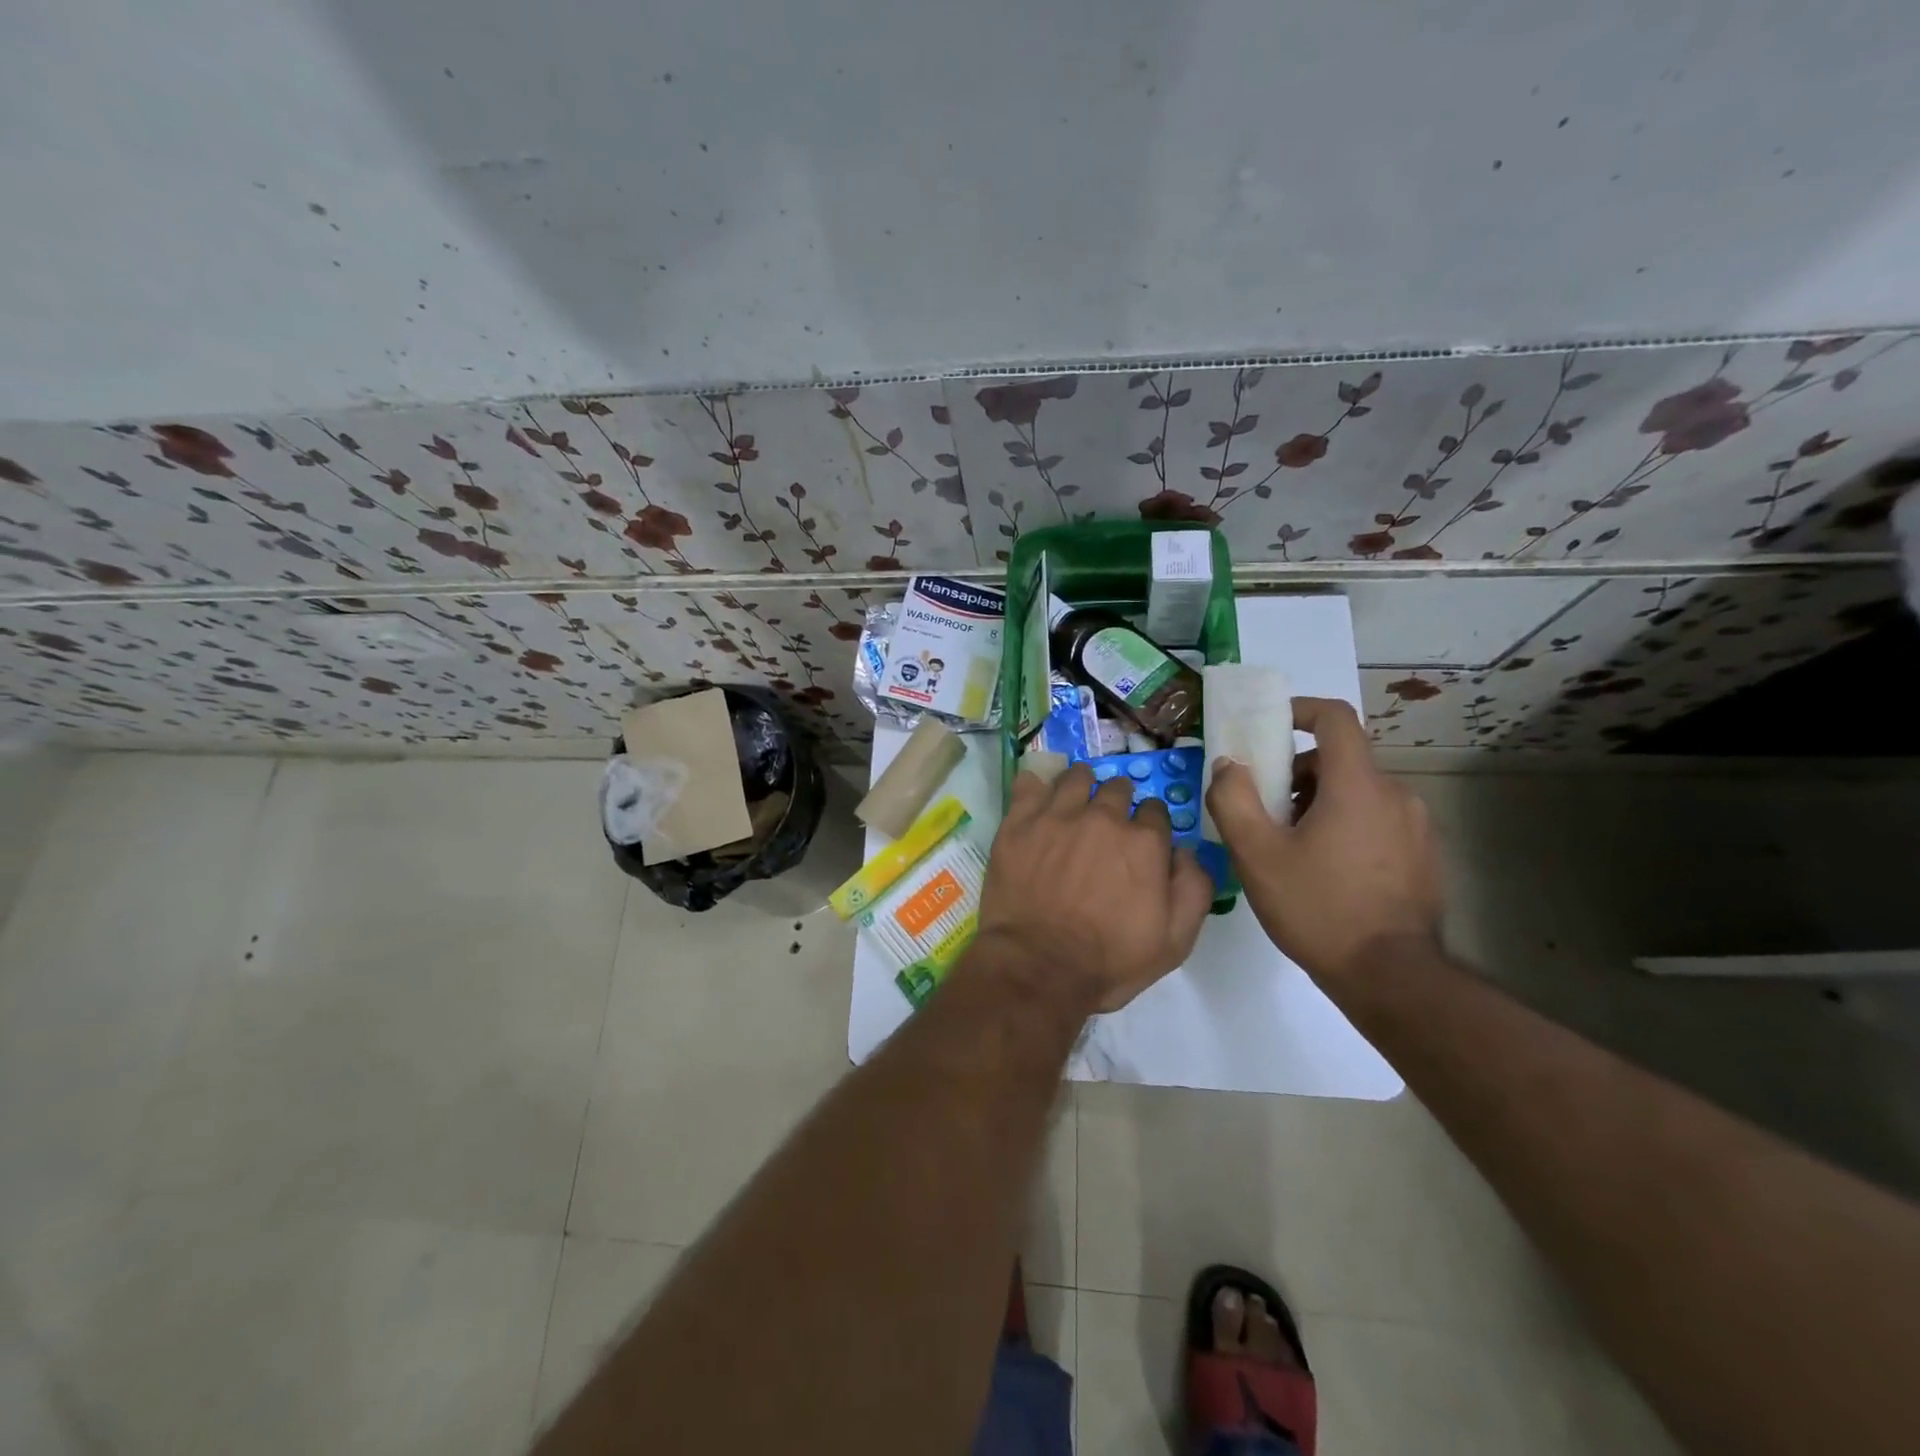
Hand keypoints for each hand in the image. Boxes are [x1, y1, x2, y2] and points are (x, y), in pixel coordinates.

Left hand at [978, 763, 1214, 1012]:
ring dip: (1081, 786)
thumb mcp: (1175, 941)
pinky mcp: (1018, 823)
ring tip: (1074, 802)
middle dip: (1118, 800)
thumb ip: (1193, 888)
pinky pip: (1028, 784)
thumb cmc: (1109, 961)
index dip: (1150, 824)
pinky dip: (1035, 786)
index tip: (1142, 838)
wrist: (1038, 968)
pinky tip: (1036, 797)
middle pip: (1117, 788)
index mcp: (1144, 842)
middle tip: (1107, 822)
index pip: (1156, 810)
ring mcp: (1057, 816)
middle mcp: (1103, 818)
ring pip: (1075, 777)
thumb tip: (1186, 852)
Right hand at [1205, 696, 1442, 986]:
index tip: (1268, 727)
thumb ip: (1233, 799)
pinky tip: (1323, 870)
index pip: (1335, 718)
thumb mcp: (1257, 855)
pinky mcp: (1423, 856)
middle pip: (1340, 759)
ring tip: (1289, 846)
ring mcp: (1415, 826)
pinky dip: (1344, 825)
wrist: (1391, 977)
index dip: (1300, 710)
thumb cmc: (1318, 908)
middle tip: (1265, 810)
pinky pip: (1375, 820)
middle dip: (1296, 772)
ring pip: (1357, 792)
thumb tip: (1228, 764)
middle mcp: (1395, 794)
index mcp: (1358, 785)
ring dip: (1319, 802)